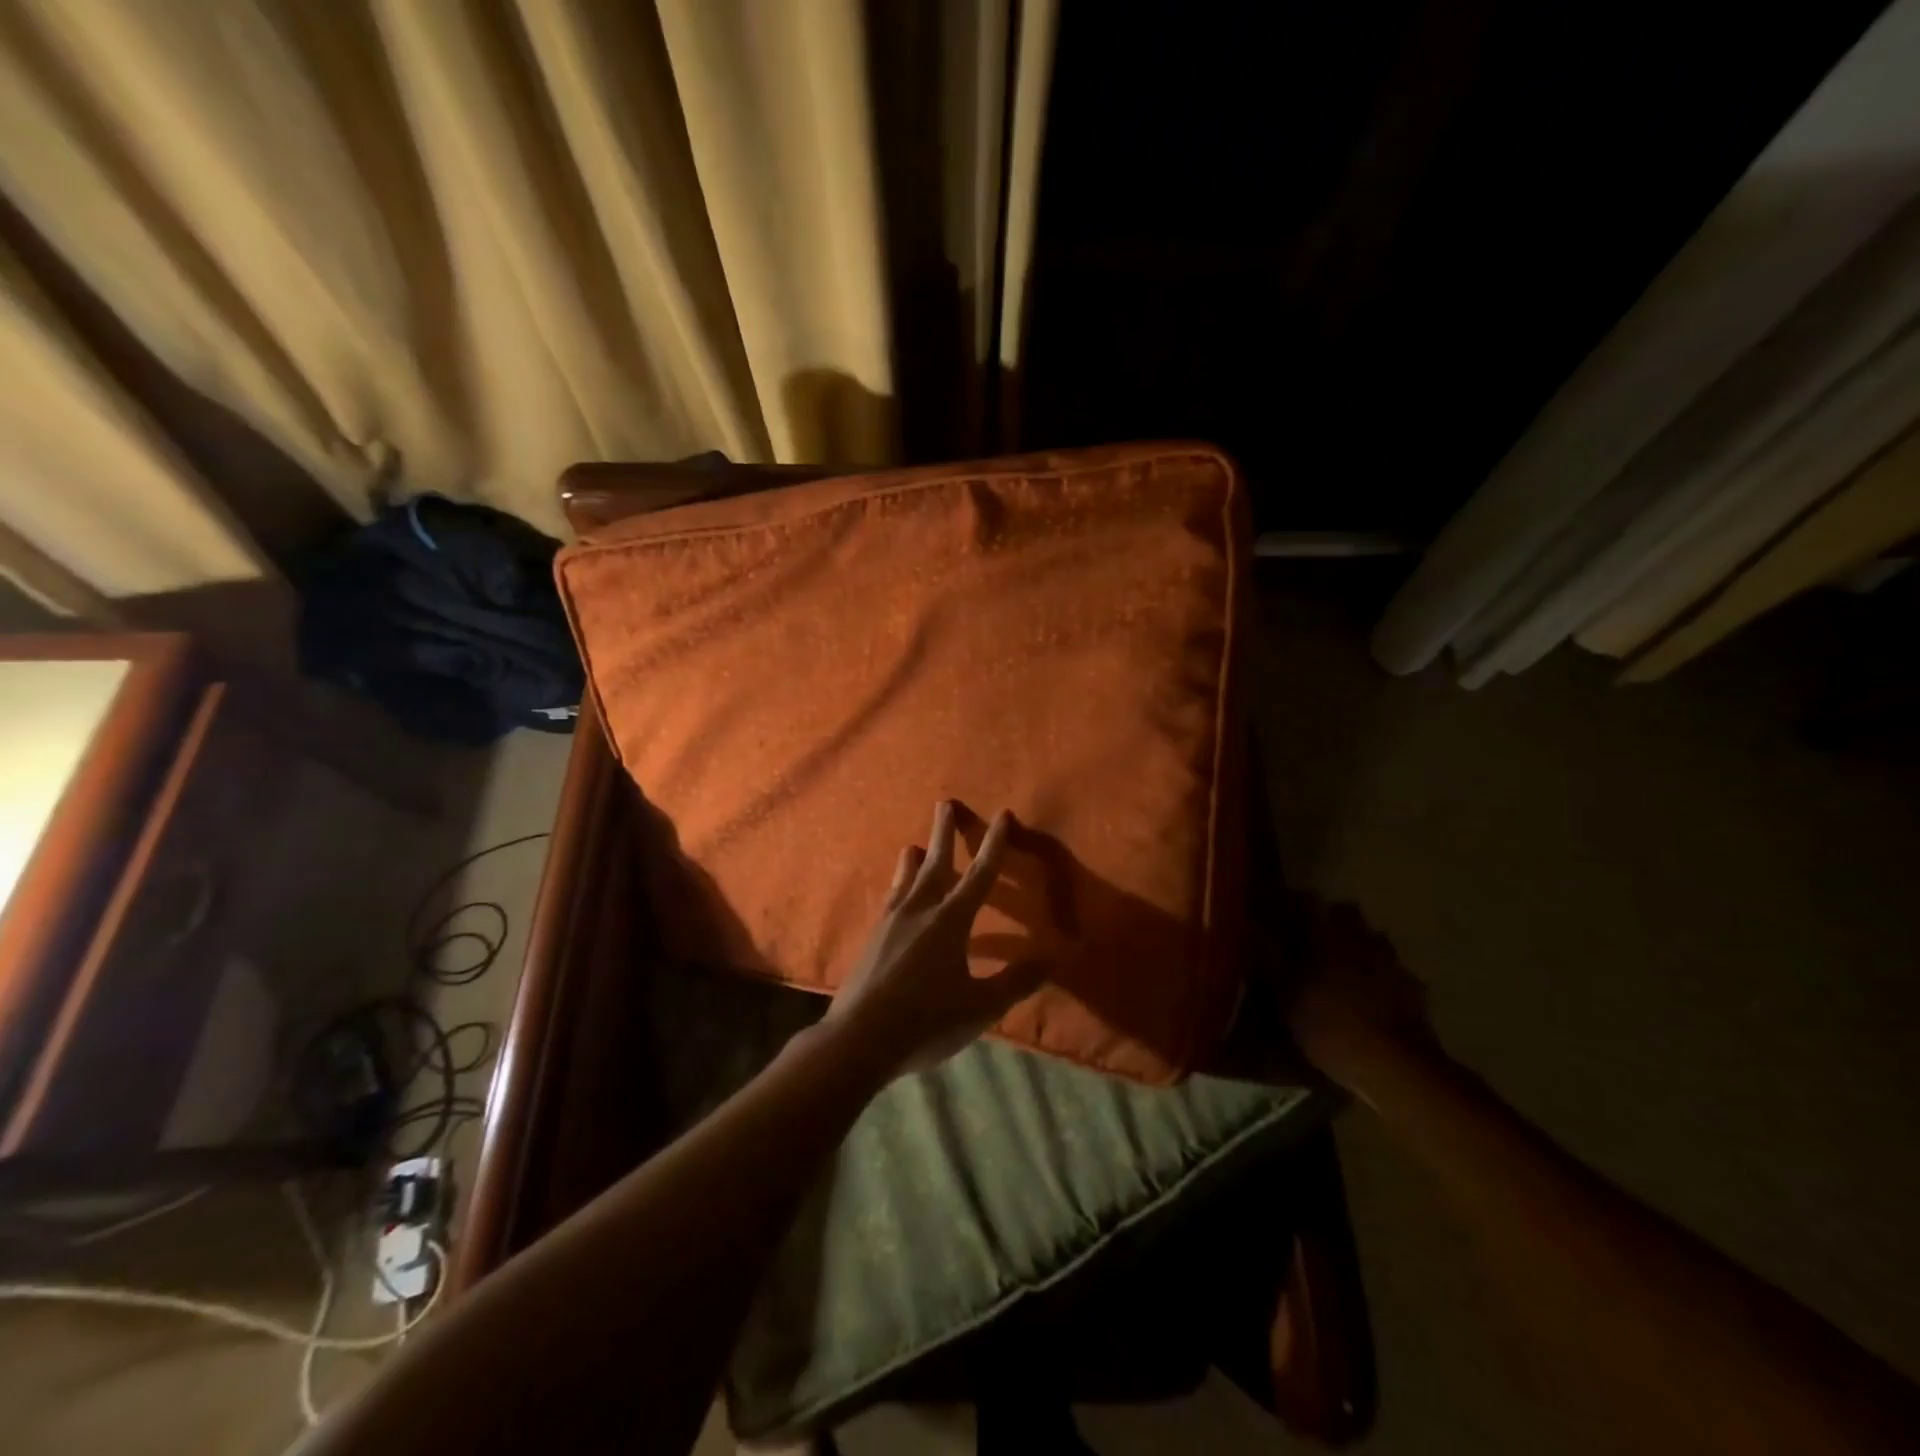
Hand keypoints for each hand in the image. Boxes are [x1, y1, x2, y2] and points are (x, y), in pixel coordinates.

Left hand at [824, 801, 1044, 1079]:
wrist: (859, 1038)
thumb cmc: (926, 1021)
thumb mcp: (980, 1007)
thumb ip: (1015, 982)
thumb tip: (1051, 959)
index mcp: (950, 921)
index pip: (980, 874)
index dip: (994, 844)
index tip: (1002, 815)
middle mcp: (919, 910)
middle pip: (936, 863)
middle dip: (944, 832)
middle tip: (945, 803)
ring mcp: (890, 922)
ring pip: (906, 880)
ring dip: (914, 860)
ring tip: (914, 845)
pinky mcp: (872, 939)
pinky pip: (889, 900)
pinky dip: (896, 887)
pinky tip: (894, 895)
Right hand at [1287, 901, 1435, 1096]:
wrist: (1394, 1066)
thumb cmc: (1328, 1024)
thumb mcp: (1285, 994)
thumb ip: (1269, 957)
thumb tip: (1249, 926)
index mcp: (1327, 934)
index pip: (1308, 900)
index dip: (1293, 904)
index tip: (1282, 914)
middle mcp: (1361, 939)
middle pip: (1347, 914)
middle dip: (1332, 921)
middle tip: (1314, 942)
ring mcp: (1392, 963)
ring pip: (1373, 941)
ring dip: (1360, 948)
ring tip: (1345, 971)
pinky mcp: (1414, 990)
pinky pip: (1393, 973)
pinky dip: (1382, 979)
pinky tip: (1373, 999)